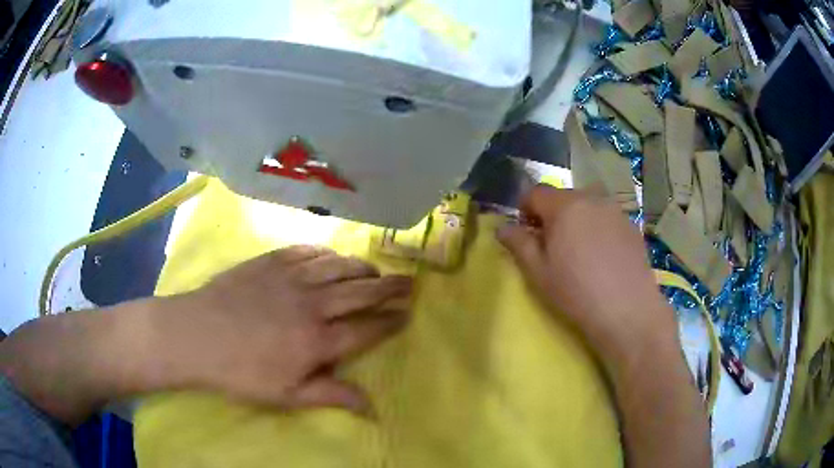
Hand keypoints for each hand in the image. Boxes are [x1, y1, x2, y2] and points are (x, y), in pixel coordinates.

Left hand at [154, 246, 412, 414]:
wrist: (196, 335)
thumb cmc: (240, 372)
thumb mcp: (286, 395)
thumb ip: (331, 396)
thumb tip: (372, 407)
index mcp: (318, 340)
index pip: (367, 328)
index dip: (390, 321)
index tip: (407, 314)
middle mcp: (312, 304)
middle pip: (361, 292)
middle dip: (390, 288)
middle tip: (409, 282)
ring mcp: (291, 277)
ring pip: (339, 266)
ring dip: (362, 268)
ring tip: (375, 271)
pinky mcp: (271, 261)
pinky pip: (308, 251)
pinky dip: (326, 253)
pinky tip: (331, 257)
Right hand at [496, 185, 676, 366]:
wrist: (627, 309)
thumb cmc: (576, 291)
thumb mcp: (539, 272)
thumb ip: (519, 244)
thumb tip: (502, 228)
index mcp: (564, 206)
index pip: (536, 192)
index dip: (525, 209)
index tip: (526, 234)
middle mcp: (591, 198)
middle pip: (563, 196)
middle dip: (552, 215)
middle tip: (552, 245)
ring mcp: (615, 210)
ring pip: (587, 205)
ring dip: (576, 219)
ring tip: (579, 251)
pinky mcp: (631, 225)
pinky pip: (606, 217)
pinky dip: (597, 228)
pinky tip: (602, 256)